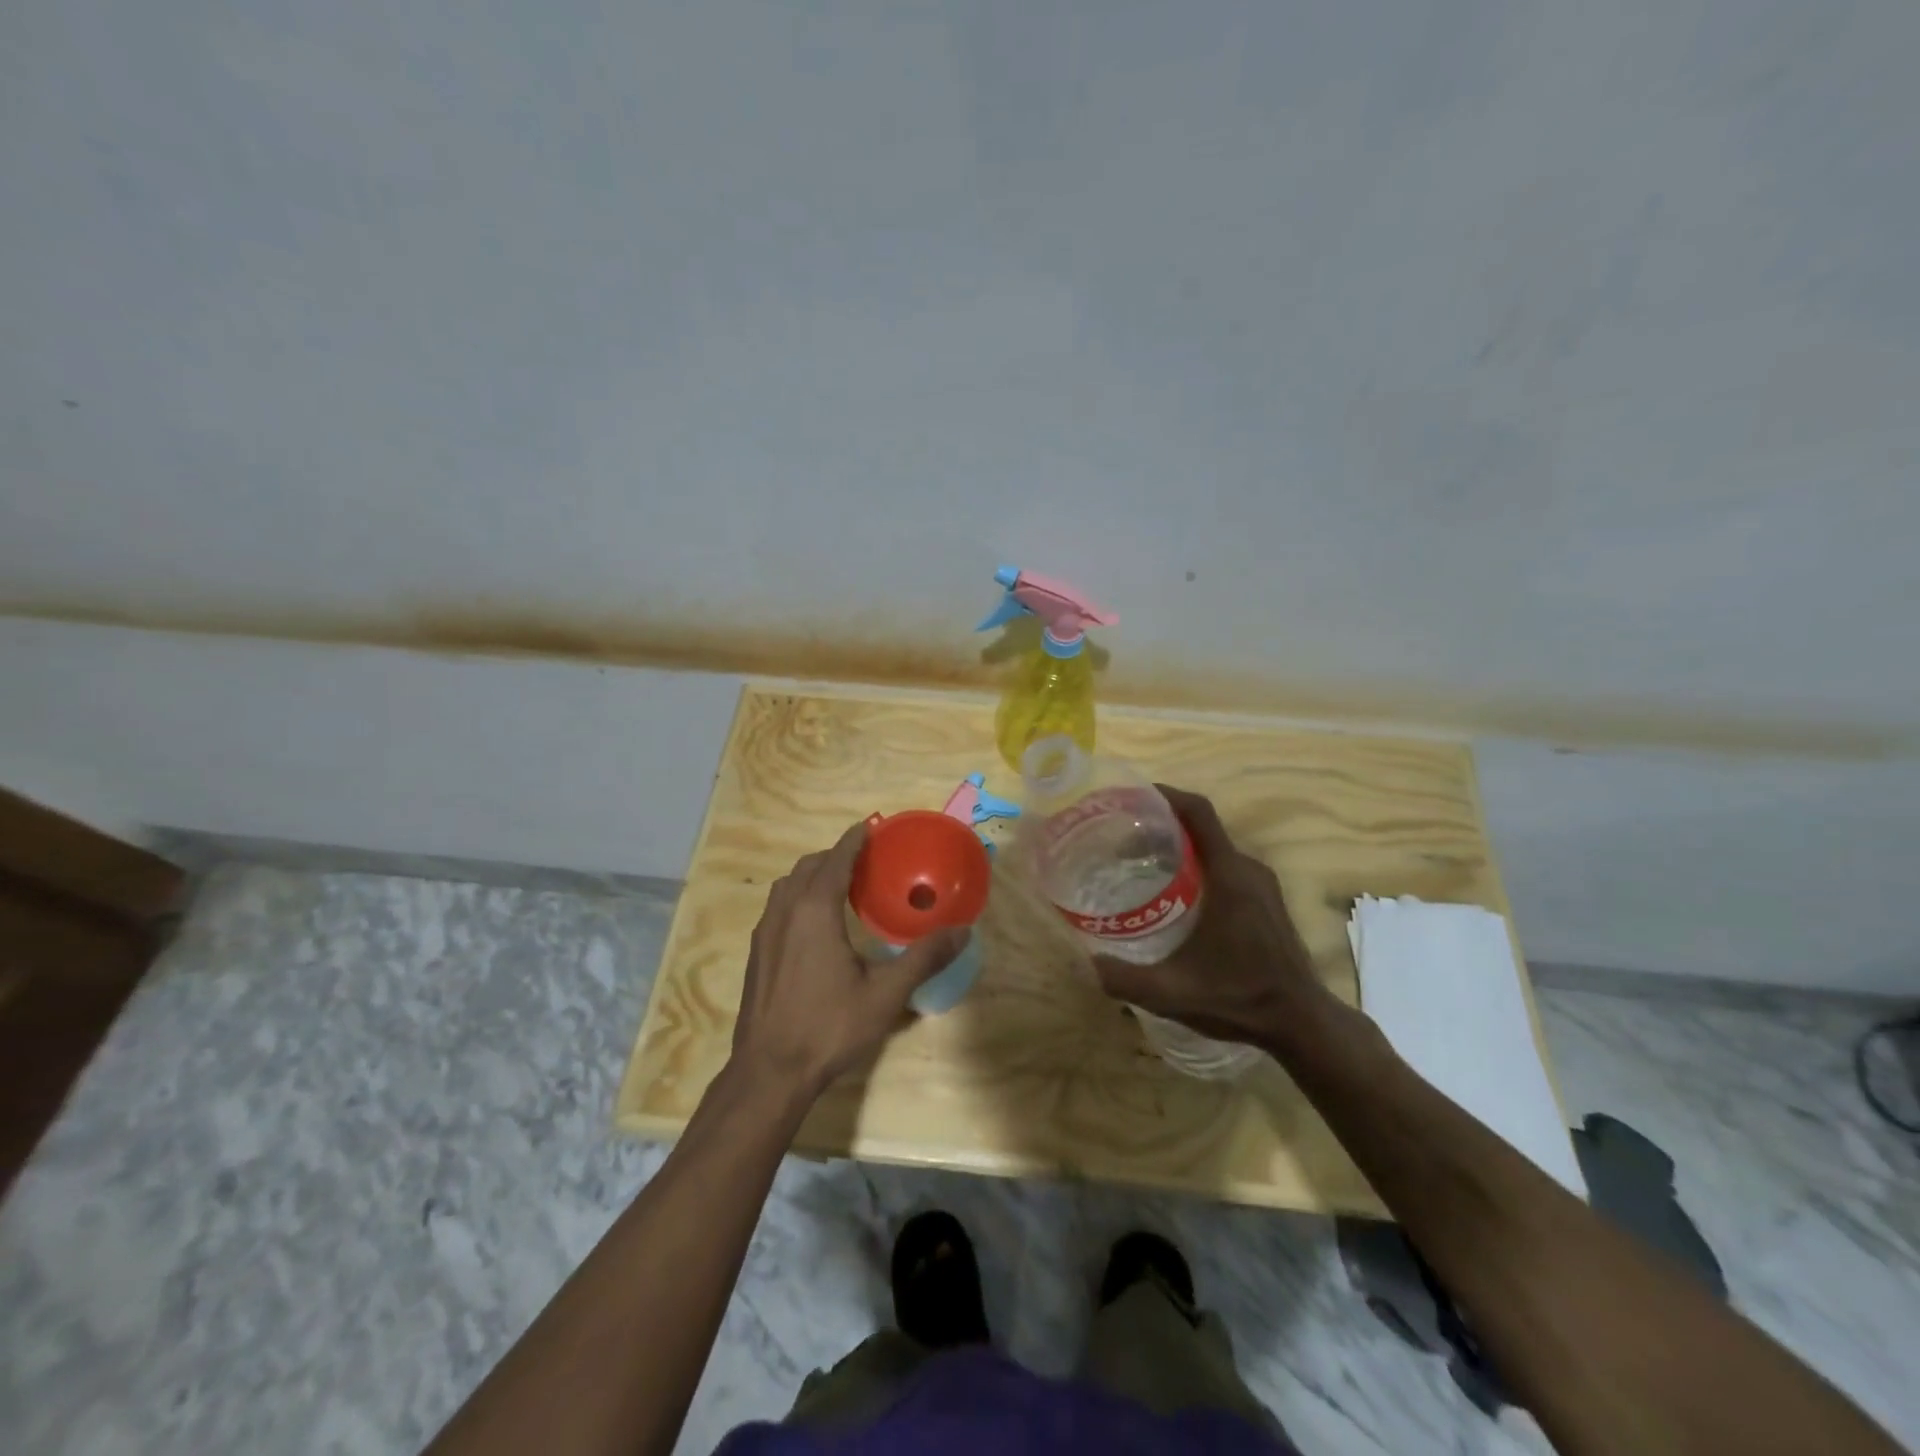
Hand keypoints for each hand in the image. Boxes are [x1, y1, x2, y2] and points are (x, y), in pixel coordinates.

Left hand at [731, 822, 966, 1099]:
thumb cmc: (828, 1027)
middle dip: (836, 855)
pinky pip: (779, 906)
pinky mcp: (757, 952)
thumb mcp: (885, 994)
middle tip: (867, 862)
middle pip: (810, 866)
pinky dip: (799, 896)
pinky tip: (817, 926)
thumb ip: (924, 958)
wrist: (769, 1072)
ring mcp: (765, 931)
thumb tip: (963, 931)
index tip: (872, 826)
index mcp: (815, 910)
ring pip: (789, 885)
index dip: (855, 839)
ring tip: (843, 888)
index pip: (836, 858)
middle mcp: (785, 910)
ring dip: (814, 875)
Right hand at [1092, 785, 1332, 1050]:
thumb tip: (1088, 962)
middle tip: (1118, 840)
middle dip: (1159, 826)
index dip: (1165, 794)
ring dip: (1177, 847)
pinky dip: (1195, 864)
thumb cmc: (1241, 998)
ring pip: (1213, 847)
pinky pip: (1225, 865)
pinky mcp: (1266, 899)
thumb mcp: (1174, 993)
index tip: (1131, 794)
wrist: (1302, 1023)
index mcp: (1229, 876)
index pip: (1198, 812)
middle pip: (1200, 828)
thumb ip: (1126, 979)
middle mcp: (1247, 869)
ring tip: (1138, 864)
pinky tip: (1172, 893)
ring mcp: (1261, 883)